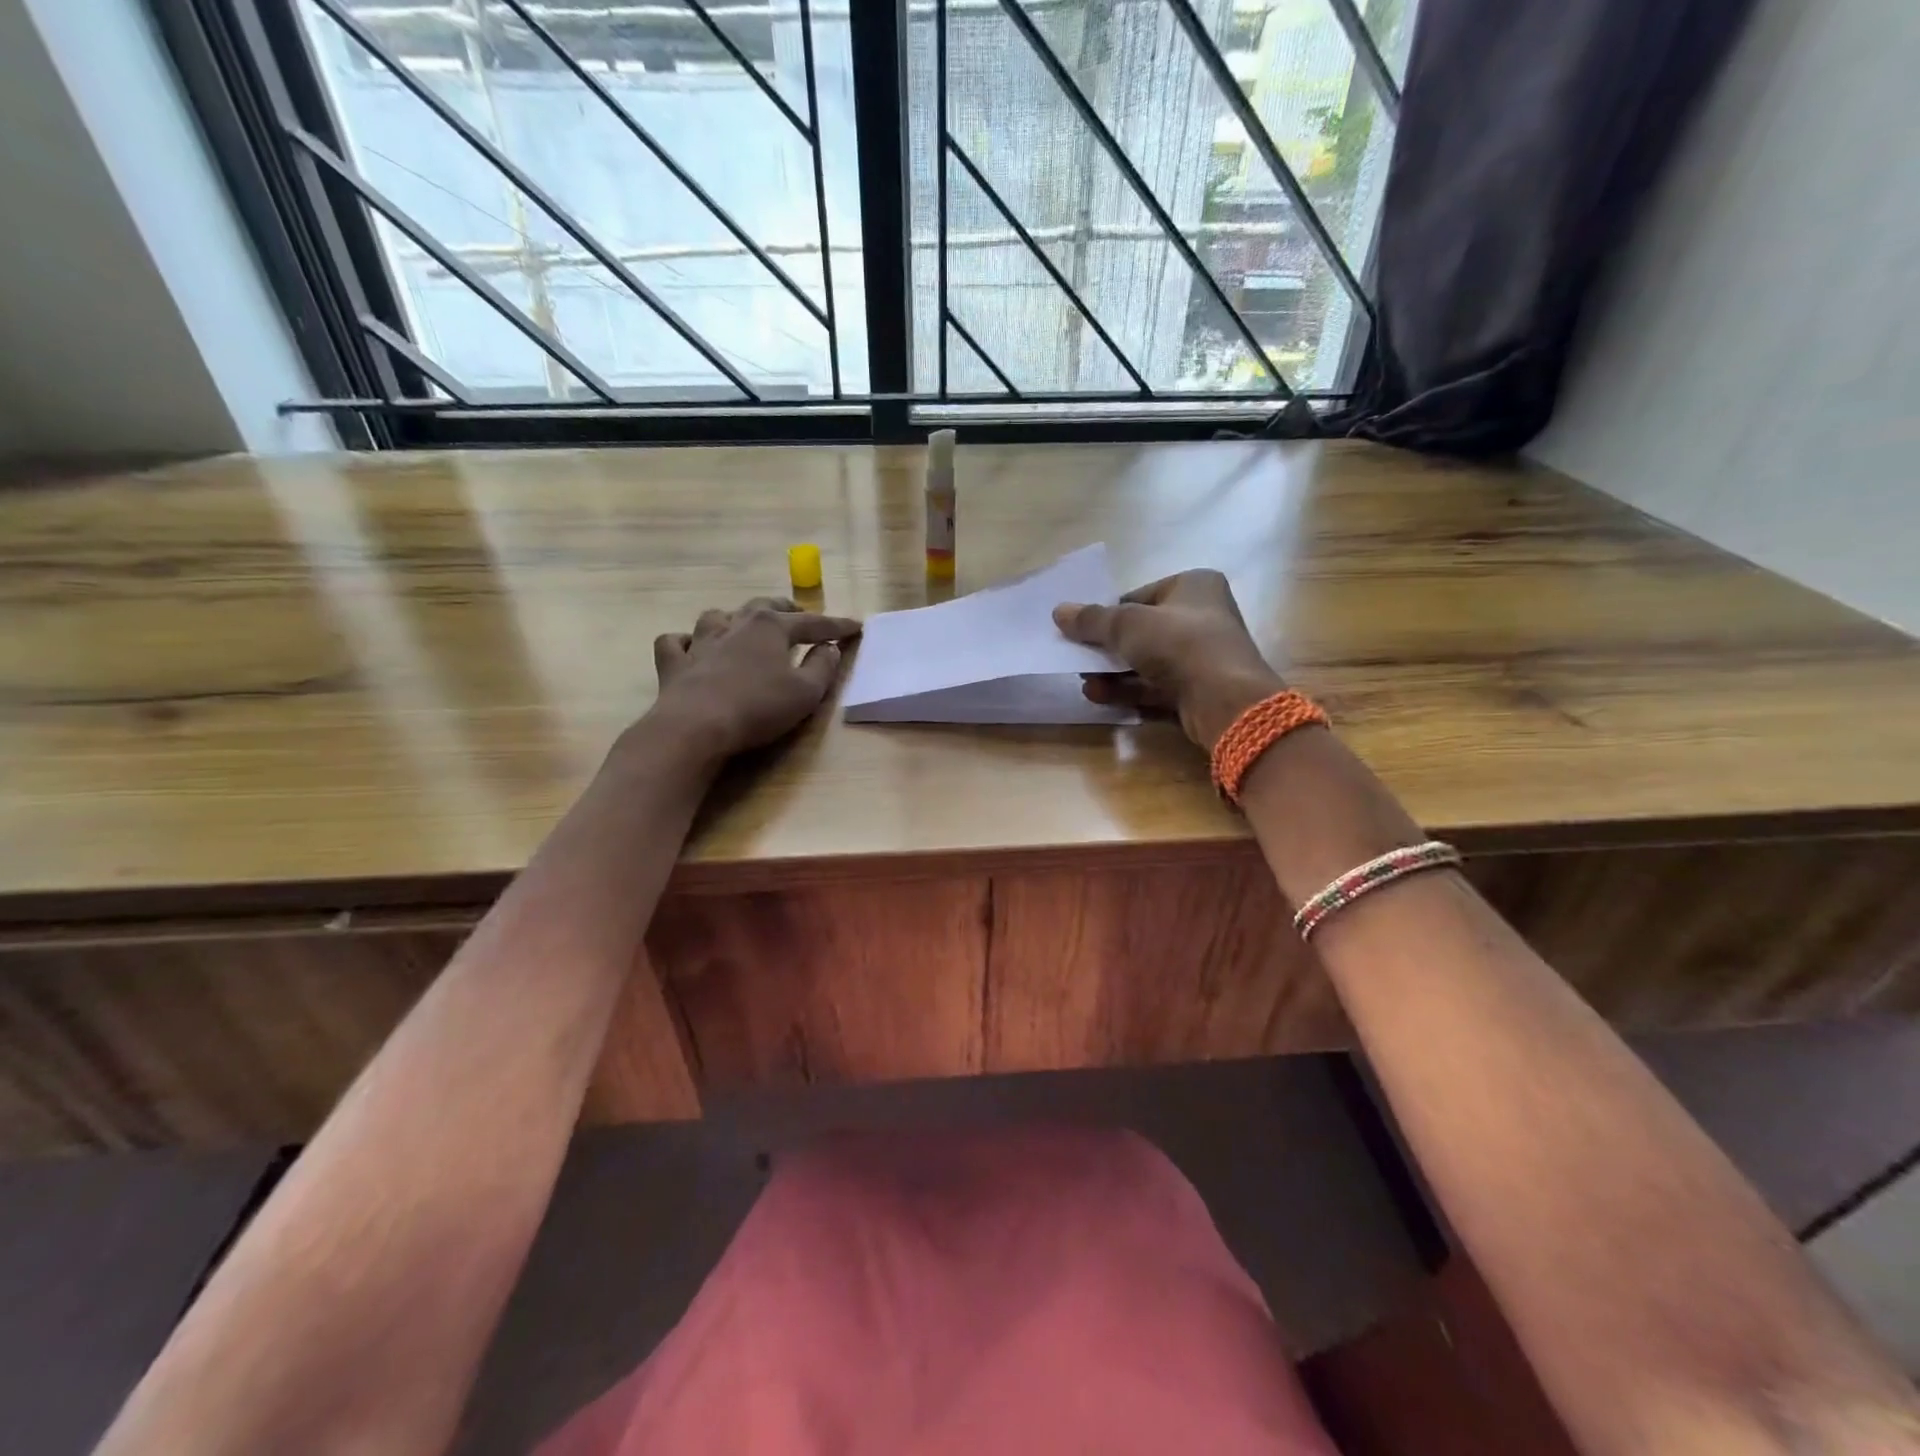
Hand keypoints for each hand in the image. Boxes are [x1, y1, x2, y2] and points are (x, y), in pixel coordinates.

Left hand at [646, 597, 861, 763]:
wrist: (695, 726)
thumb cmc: (758, 708)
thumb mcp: (805, 693)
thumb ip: (823, 668)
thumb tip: (830, 648)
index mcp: (771, 627)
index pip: (813, 623)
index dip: (837, 626)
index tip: (856, 627)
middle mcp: (735, 625)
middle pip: (764, 606)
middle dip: (786, 609)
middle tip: (799, 615)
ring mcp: (700, 642)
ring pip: (718, 616)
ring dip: (734, 618)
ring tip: (743, 625)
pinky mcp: (674, 664)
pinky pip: (675, 642)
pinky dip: (684, 641)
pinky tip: (690, 646)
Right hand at [1053, 569, 1283, 748]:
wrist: (1225, 700)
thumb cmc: (1179, 644)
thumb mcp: (1127, 625)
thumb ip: (1092, 619)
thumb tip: (1059, 611)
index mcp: (1194, 586)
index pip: (1141, 596)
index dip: (1110, 613)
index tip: (1083, 630)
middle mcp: (1201, 618)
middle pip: (1141, 632)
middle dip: (1107, 648)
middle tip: (1077, 658)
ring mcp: (1200, 658)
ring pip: (1145, 662)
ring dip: (1112, 673)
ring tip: (1083, 681)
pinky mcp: (1195, 691)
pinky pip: (1153, 687)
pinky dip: (1126, 691)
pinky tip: (1097, 696)